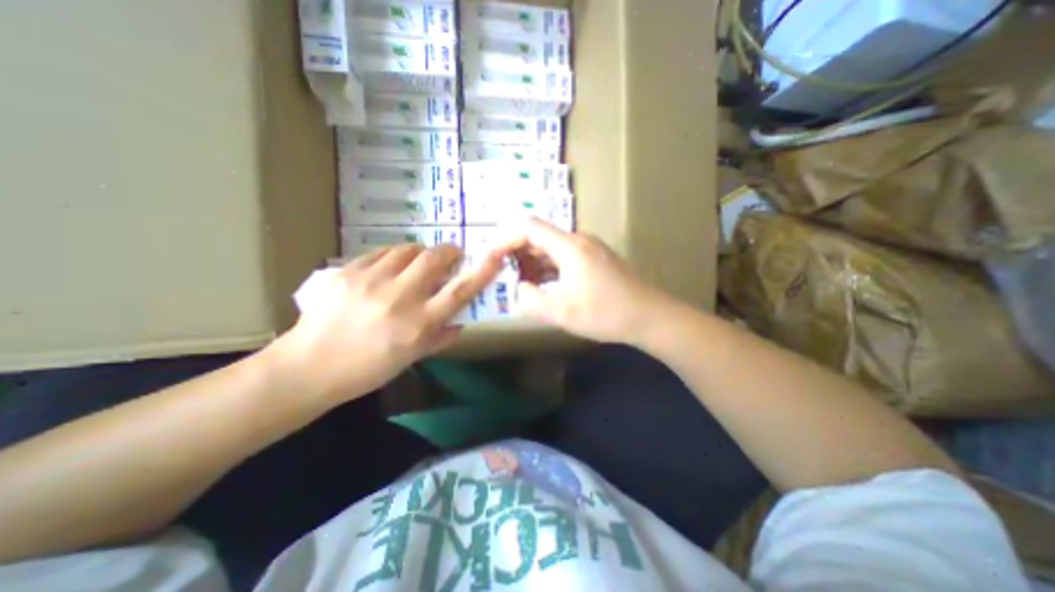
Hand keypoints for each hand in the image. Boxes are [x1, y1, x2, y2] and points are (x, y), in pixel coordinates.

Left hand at [268, 244, 505, 403]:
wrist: (309, 367)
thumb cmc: (368, 369)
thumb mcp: (412, 358)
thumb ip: (441, 338)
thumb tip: (460, 322)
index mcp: (419, 324)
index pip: (460, 291)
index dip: (482, 271)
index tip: (494, 256)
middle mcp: (400, 298)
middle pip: (434, 259)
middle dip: (448, 251)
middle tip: (450, 255)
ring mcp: (371, 281)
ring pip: (407, 250)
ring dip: (420, 253)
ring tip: (417, 262)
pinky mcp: (348, 272)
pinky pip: (381, 253)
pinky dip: (394, 256)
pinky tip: (390, 267)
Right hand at [508, 219, 665, 344]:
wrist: (649, 317)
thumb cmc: (605, 313)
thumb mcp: (561, 312)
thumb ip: (531, 299)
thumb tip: (520, 288)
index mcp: (569, 247)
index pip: (529, 227)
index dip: (505, 238)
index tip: (492, 257)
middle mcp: (579, 240)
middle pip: (540, 235)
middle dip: (517, 252)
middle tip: (502, 273)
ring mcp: (590, 249)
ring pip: (552, 247)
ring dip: (533, 261)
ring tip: (520, 282)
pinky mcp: (596, 259)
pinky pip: (564, 256)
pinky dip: (549, 267)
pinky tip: (544, 285)